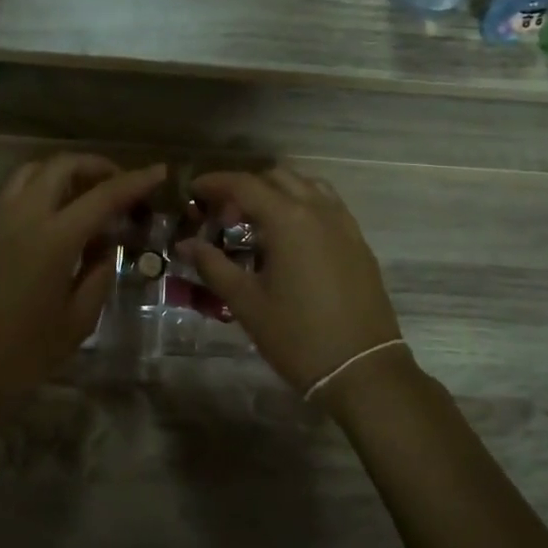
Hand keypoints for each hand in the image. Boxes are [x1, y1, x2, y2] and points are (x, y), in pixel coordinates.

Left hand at [0, 154, 165, 400]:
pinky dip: (39, 190)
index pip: (103, 196)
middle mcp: (22, 217)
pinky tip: (53, 218)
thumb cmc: (23, 353)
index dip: (135, 181)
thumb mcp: (77, 321)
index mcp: (53, 239)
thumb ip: (98, 275)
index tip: (159, 171)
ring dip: (64, 173)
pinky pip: (13, 193)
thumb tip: (105, 248)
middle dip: (96, 167)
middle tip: (119, 184)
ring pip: (32, 173)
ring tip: (85, 195)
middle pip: (62, 167)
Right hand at [175, 168, 402, 395]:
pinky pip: (327, 206)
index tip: (193, 191)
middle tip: (223, 215)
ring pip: (306, 186)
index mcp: (289, 219)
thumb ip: (213, 266)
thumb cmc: (297, 336)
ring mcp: (344, 224)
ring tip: (257, 222)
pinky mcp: (358, 242)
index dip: (215, 183)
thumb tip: (185, 244)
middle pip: (277, 177)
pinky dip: (302, 206)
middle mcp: (319, 210)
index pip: (245, 184)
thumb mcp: (246, 302)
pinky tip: (289, 238)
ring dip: (277, 192)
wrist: (362, 369)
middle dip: (245, 187)